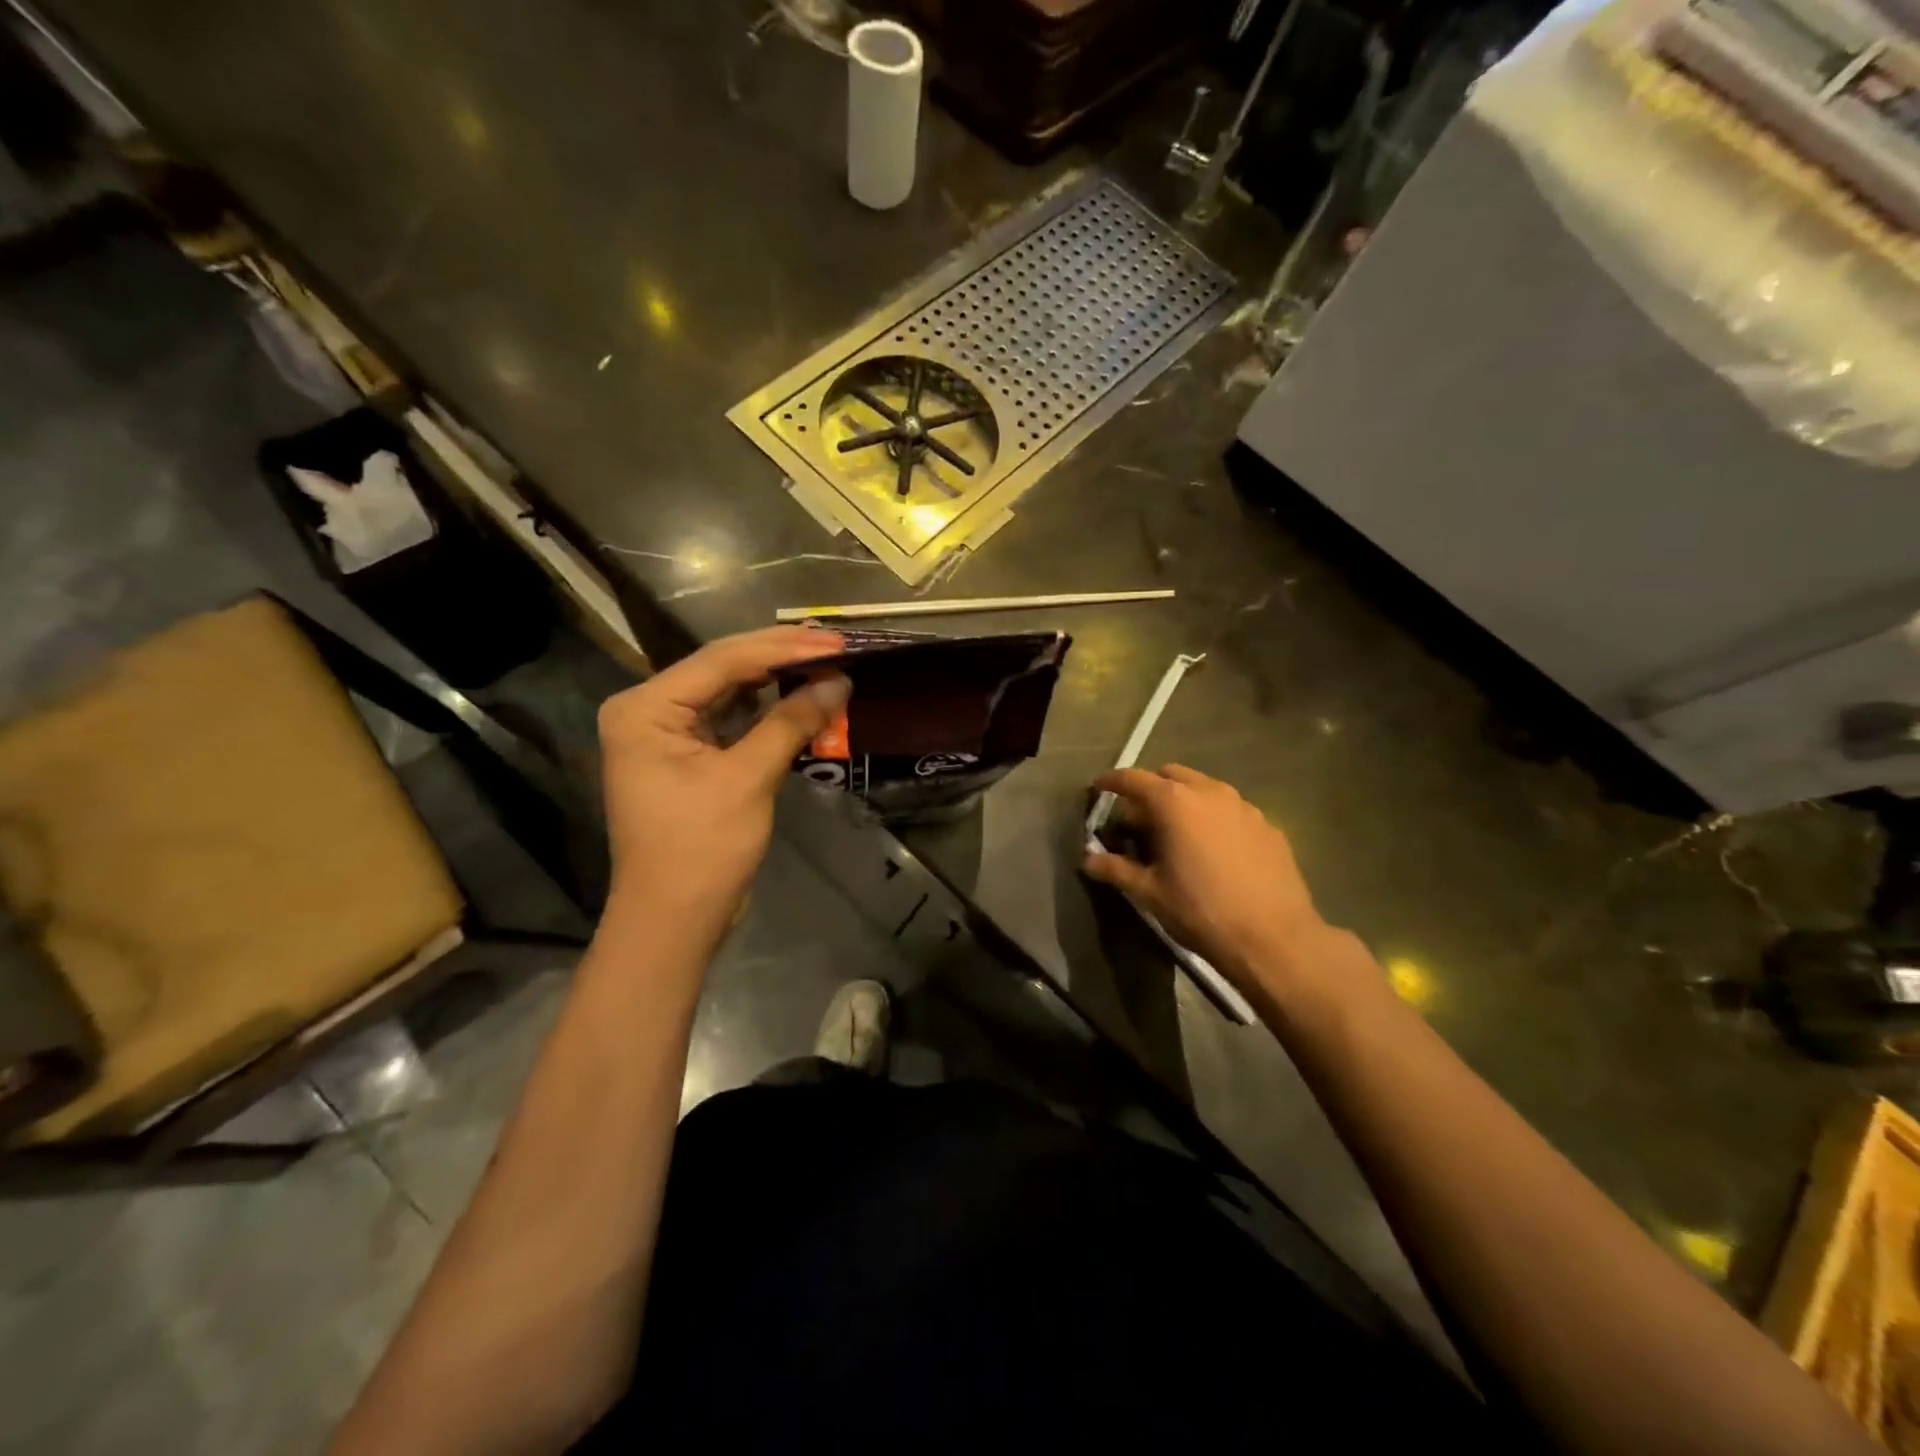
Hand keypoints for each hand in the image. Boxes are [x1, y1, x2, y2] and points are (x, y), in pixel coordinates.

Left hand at [598, 626, 848, 936]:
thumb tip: (840, 681)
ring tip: (826, 662)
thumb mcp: (748, 779)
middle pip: (723, 668)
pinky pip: (731, 719)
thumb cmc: (701, 850)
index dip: (783, 648)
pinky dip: (767, 711)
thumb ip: (791, 723)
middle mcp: (648, 710)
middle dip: (781, 656)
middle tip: (836, 645)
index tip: (835, 642)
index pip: (722, 660)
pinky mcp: (687, 756)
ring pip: (729, 691)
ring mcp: (666, 733)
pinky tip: (801, 697)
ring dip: (777, 680)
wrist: (674, 920)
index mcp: (645, 708)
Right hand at [1084, 764, 1351, 998]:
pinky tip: (1213, 849)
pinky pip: (1230, 809)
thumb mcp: (1150, 893)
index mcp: (1174, 802)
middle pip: (1171, 775)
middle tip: (1139, 819)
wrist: (1274, 938)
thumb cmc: (1201, 911)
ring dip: (1184, 801)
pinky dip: (1213, 818)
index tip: (1098, 788)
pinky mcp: (1268, 825)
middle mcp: (1209, 792)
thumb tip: (1088, 860)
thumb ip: (1116, 869)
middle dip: (1150, 789)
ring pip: (1204, 789)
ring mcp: (1243, 806)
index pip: (1133, 779)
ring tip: (1177, 833)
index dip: (1111, 781)